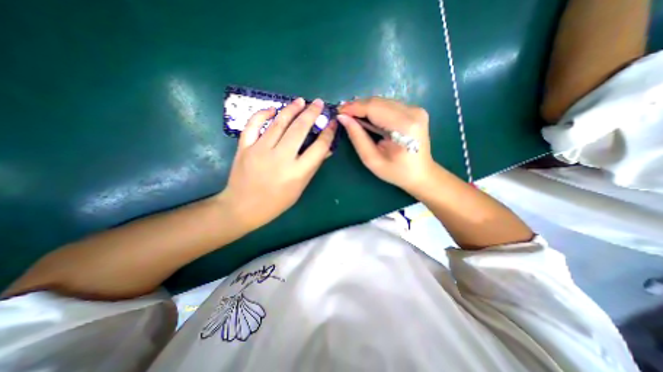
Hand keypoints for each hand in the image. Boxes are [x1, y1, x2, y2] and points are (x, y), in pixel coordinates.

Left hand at [220, 97, 338, 232]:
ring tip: (301, 101)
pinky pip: (253, 125)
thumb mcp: (300, 188)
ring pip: (278, 123)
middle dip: (312, 113)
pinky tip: (273, 110)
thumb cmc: (276, 202)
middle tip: (318, 102)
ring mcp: (260, 150)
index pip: (319, 147)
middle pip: (299, 129)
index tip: (332, 122)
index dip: (328, 133)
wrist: (243, 207)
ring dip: (291, 109)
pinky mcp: (244, 147)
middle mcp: (281, 158)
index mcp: (297, 172)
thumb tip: (326, 149)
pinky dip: (263, 114)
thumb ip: (313, 167)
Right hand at [337, 97, 436, 192]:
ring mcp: (416, 109)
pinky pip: (389, 105)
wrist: (421, 174)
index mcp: (404, 126)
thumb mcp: (372, 160)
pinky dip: (375, 110)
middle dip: (358, 106)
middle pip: (378, 101)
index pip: (374, 108)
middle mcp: (413, 112)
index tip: (338, 111)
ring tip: (352, 116)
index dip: (353, 107)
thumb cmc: (396, 172)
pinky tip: (367, 118)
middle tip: (343, 114)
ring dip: (365, 107)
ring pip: (383, 101)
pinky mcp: (415, 110)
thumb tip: (343, 118)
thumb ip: (357, 137)